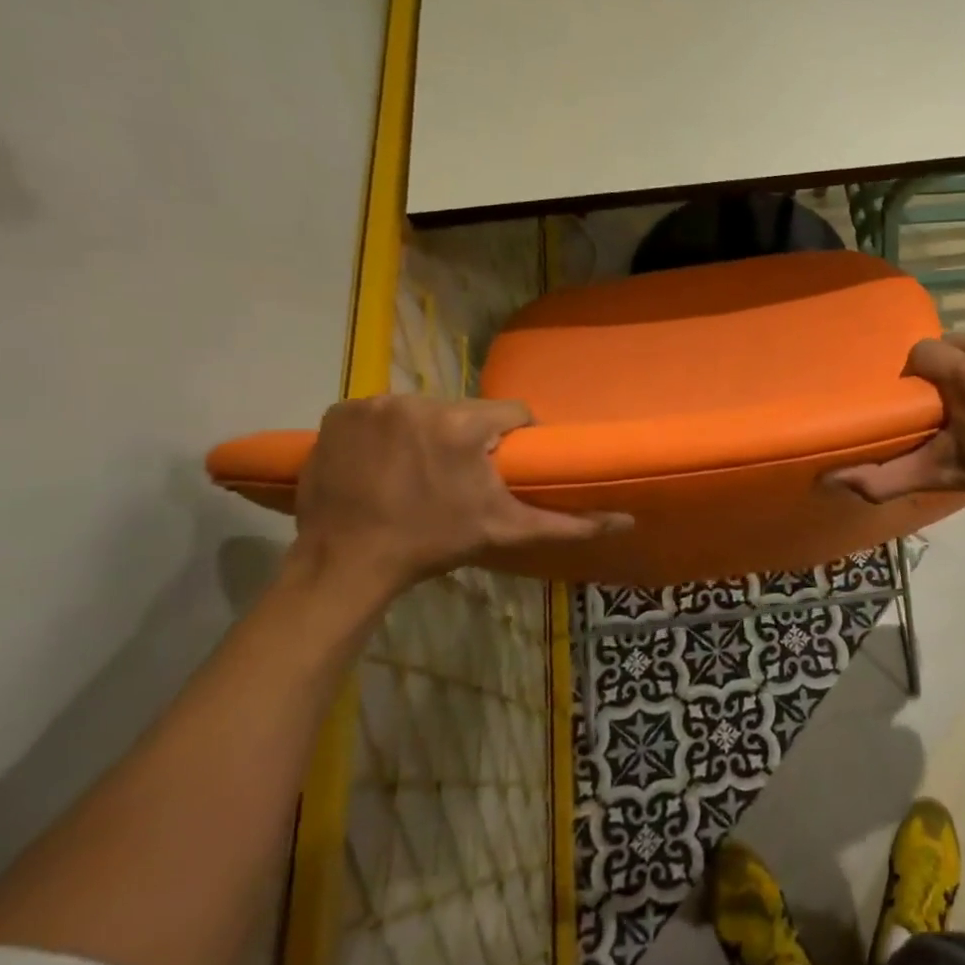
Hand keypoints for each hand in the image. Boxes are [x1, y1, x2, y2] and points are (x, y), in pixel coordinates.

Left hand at [290, 395, 629, 596]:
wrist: (346, 563)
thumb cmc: (433, 544)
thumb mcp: (506, 531)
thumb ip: (568, 523)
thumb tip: (626, 520)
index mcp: (462, 424)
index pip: (510, 412)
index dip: (513, 438)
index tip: (502, 466)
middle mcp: (417, 401)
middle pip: (464, 410)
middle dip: (468, 437)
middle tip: (460, 476)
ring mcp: (372, 404)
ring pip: (423, 410)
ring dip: (427, 433)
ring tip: (418, 472)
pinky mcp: (338, 412)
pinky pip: (379, 413)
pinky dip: (384, 432)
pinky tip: (382, 463)